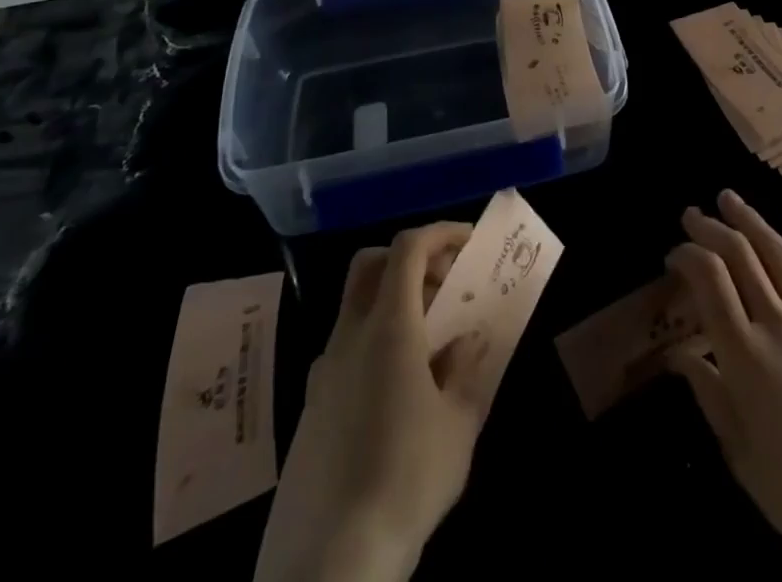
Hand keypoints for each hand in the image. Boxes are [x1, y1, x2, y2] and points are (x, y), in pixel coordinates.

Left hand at [256, 223, 492, 581]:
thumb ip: (466, 369)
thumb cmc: (405, 480)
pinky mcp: (311, 409)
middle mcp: (349, 336)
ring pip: (356, 307)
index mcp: (387, 327)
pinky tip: (399, 392)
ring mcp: (323, 372)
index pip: (407, 248)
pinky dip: (376, 341)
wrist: (326, 566)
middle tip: (445, 284)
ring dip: (394, 302)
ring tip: (431, 343)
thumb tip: (468, 340)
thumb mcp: (458, 424)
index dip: (440, 233)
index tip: (469, 242)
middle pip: (371, 265)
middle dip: (411, 259)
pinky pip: (347, 349)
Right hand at [665, 192, 781, 581]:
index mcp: (744, 354)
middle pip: (740, 253)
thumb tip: (678, 355)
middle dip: (712, 226)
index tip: (673, 255)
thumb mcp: (738, 450)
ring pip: (776, 252)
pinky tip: (771, 252)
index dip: (687, 254)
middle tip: (691, 214)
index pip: (709, 276)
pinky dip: (779, 256)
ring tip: (729, 198)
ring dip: (749, 219)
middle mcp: (776, 324)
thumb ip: (707, 392)